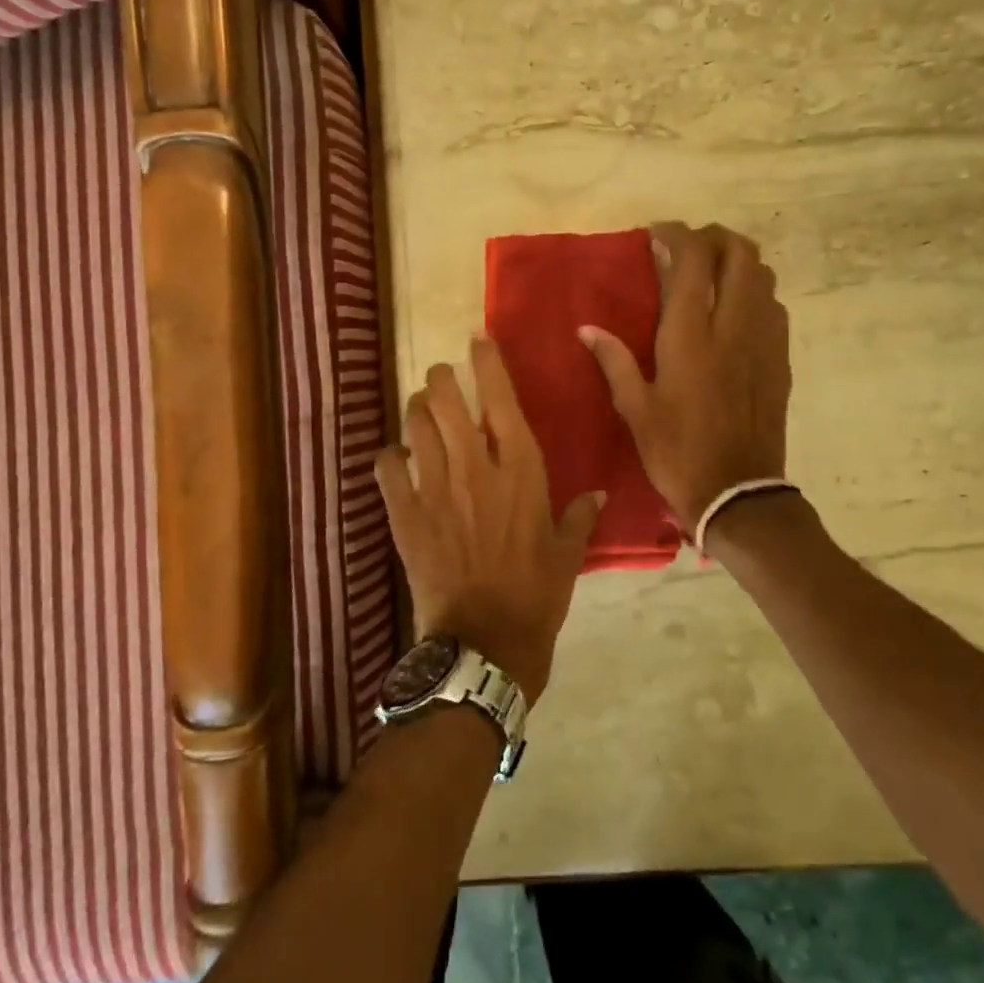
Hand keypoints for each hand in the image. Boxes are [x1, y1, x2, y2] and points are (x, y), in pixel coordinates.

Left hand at [376, 337, 603, 702]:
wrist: (485, 642)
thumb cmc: (535, 595)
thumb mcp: (567, 555)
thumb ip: (580, 517)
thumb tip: (597, 494)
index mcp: (520, 470)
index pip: (501, 399)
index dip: (487, 363)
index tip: (477, 340)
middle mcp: (475, 468)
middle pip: (447, 401)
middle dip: (442, 378)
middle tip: (443, 376)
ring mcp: (435, 488)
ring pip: (416, 426)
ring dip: (416, 409)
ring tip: (421, 407)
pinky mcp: (405, 514)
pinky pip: (387, 468)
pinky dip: (389, 456)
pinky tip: (396, 457)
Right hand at [579, 222, 791, 529]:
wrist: (738, 493)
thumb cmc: (677, 452)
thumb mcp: (635, 409)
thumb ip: (614, 361)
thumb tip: (586, 328)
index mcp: (691, 335)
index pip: (693, 259)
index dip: (677, 234)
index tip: (657, 234)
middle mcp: (734, 326)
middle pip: (740, 253)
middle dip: (715, 237)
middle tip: (688, 247)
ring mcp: (764, 340)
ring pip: (763, 275)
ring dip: (738, 261)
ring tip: (711, 273)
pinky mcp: (780, 359)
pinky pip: (774, 306)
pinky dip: (754, 292)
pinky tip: (734, 312)